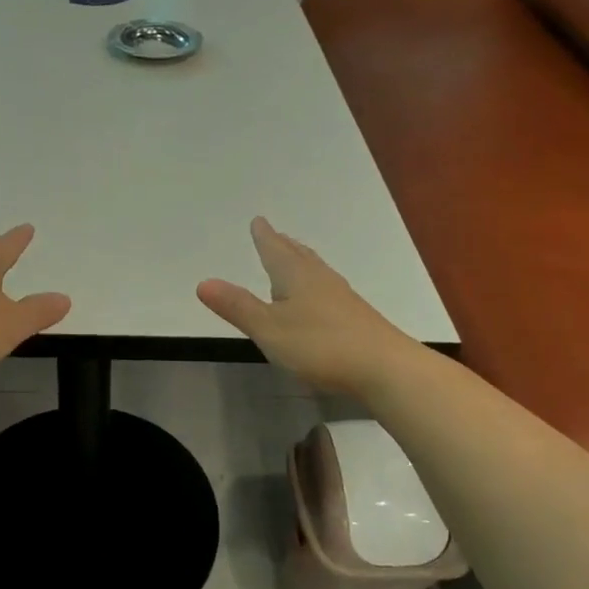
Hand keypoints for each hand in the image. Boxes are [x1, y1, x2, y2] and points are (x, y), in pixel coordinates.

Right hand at [197, 217, 411, 397]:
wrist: (385, 368)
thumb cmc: (320, 345)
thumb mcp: (268, 328)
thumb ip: (237, 307)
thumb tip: (203, 282)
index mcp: (295, 276)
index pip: (275, 250)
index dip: (264, 237)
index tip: (259, 221)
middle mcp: (319, 279)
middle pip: (298, 256)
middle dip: (284, 246)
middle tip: (276, 234)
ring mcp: (341, 298)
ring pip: (316, 271)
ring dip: (302, 262)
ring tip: (295, 259)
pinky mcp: (356, 317)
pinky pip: (328, 289)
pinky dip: (316, 283)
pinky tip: (319, 298)